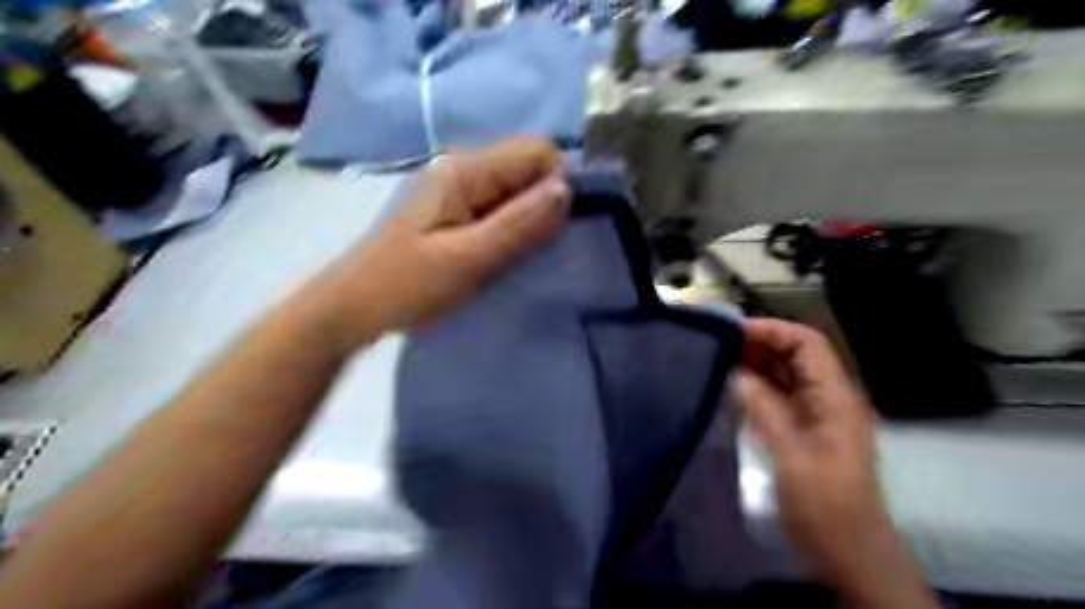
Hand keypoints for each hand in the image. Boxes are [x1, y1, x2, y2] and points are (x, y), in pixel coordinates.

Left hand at [293, 135, 569, 351]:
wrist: (351, 309)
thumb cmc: (405, 285)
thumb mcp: (467, 258)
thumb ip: (519, 224)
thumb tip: (568, 188)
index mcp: (464, 169)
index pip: (537, 151)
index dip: (558, 183)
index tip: (560, 228)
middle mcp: (462, 169)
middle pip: (526, 169)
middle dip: (544, 205)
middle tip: (540, 250)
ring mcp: (455, 191)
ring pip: (514, 192)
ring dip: (528, 221)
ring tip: (523, 257)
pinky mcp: (452, 212)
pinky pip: (498, 210)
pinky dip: (511, 230)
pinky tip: (505, 257)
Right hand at [743, 320, 938, 607]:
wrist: (849, 553)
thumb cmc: (825, 507)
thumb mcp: (792, 457)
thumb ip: (765, 410)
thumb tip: (737, 374)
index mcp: (836, 398)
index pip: (808, 343)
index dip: (773, 330)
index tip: (734, 331)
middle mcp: (831, 398)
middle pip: (797, 355)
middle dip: (761, 343)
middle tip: (720, 343)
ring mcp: (820, 414)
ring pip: (788, 374)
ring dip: (758, 363)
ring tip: (720, 358)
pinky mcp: (808, 429)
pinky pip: (782, 395)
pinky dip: (759, 386)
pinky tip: (734, 386)